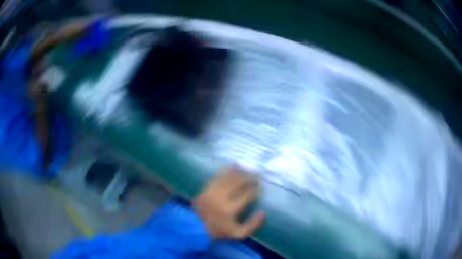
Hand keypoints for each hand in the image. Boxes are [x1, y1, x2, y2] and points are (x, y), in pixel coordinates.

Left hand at [193, 167, 265, 238]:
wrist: (195, 227)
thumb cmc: (219, 230)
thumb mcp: (239, 233)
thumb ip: (253, 224)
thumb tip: (263, 212)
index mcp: (229, 210)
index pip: (246, 195)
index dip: (255, 189)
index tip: (259, 187)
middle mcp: (220, 198)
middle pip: (238, 183)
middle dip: (249, 177)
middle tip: (256, 175)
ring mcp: (211, 191)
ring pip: (228, 177)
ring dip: (239, 172)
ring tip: (248, 169)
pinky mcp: (205, 188)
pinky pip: (217, 176)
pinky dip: (226, 170)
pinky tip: (233, 166)